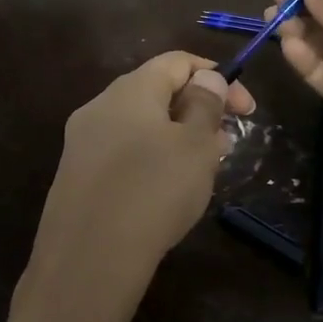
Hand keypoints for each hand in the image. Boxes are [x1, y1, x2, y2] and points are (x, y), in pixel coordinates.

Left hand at [18, 52, 254, 321]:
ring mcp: (82, 142)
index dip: (216, 77)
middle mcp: (100, 106)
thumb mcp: (195, 146)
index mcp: (130, 89)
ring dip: (176, 138)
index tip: (246, 110)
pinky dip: (151, 160)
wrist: (87, 260)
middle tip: (226, 143)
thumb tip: (206, 78)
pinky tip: (167, 192)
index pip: (177, 62)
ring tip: (203, 169)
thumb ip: (205, 105)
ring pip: (140, 126)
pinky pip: (122, 153)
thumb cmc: (153, 192)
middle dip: (197, 111)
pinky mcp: (76, 176)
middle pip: (156, 92)